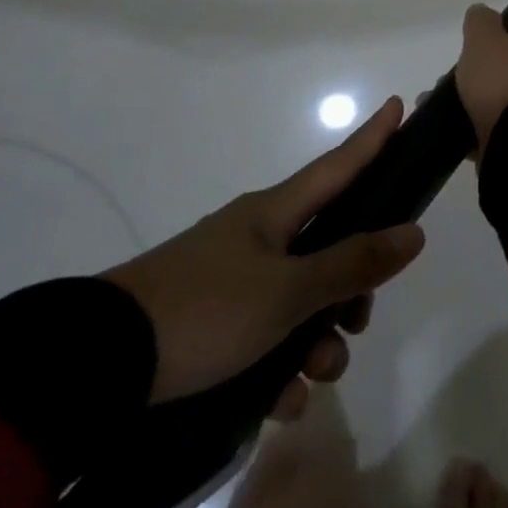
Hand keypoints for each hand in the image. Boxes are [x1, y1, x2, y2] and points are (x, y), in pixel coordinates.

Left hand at [102, 98, 424, 409]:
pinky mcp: (208, 325)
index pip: (338, 165)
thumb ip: (353, 263)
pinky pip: (265, 338)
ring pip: (300, 301)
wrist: (93, 367)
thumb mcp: (288, 292)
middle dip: (352, 289)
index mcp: (274, 214)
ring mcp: (231, 282)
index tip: (397, 103)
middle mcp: (257, 239)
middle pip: (328, 248)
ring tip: (312, 380)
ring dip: (318, 341)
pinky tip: (282, 404)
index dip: (372, 138)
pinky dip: (280, 368)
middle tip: (359, 323)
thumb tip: (413, 233)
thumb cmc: (204, 311)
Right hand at [453, 0, 507, 161]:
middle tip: (468, 57)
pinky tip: (441, 121)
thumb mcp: (485, 41)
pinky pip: (489, 122)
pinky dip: (466, 120)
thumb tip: (484, 14)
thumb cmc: (505, 80)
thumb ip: (482, 23)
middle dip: (497, 56)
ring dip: (473, 91)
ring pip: (502, 92)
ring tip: (437, 93)